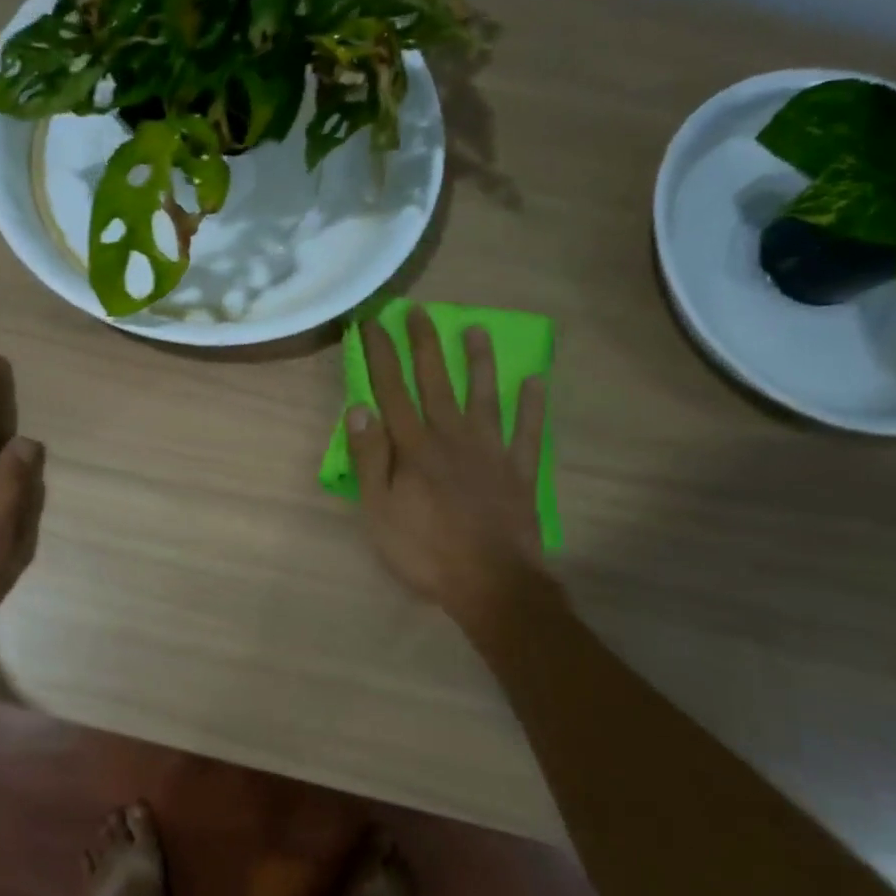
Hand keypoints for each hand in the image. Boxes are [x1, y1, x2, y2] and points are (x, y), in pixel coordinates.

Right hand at [346, 306, 551, 623]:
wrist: (491, 583)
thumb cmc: (424, 550)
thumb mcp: (378, 511)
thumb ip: (368, 458)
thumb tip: (358, 409)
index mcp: (414, 448)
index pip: (392, 390)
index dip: (380, 355)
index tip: (373, 323)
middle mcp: (452, 437)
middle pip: (436, 382)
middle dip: (425, 345)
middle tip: (419, 312)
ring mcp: (490, 451)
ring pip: (484, 396)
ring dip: (479, 362)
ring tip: (476, 330)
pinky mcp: (519, 471)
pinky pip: (528, 431)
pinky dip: (533, 406)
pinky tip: (536, 381)